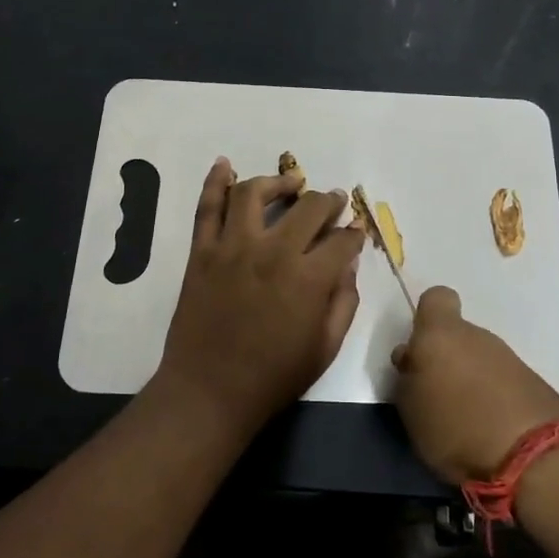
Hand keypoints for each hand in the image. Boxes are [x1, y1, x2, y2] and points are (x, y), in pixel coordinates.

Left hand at [154, 158, 365, 439]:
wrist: (209, 392)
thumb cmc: (273, 377)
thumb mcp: (325, 347)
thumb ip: (343, 301)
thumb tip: (348, 264)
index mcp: (308, 278)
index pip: (341, 240)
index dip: (354, 233)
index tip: (356, 232)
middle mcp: (273, 252)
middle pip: (308, 208)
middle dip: (328, 201)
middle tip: (333, 201)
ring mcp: (233, 247)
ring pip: (254, 194)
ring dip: (277, 182)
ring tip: (290, 184)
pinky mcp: (202, 252)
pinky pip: (207, 208)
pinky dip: (214, 182)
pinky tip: (224, 164)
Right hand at [393, 287, 558, 484]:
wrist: (534, 457)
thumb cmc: (456, 427)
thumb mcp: (410, 409)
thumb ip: (408, 378)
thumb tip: (412, 359)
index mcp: (441, 334)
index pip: (436, 299)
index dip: (427, 318)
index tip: (421, 348)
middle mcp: (477, 336)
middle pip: (458, 335)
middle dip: (447, 360)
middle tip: (437, 396)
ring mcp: (510, 358)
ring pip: (481, 359)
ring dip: (472, 381)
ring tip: (465, 420)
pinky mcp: (534, 383)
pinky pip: (503, 382)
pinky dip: (495, 398)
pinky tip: (492, 429)